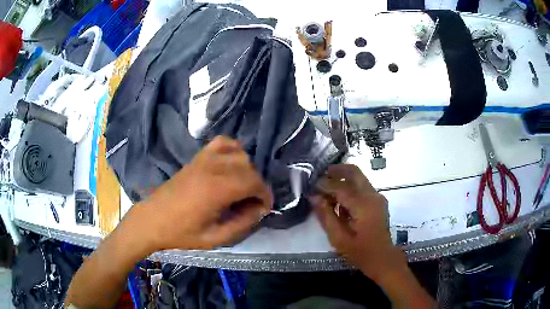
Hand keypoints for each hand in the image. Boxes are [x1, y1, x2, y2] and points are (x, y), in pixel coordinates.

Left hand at [140, 136, 271, 250]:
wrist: (153, 219)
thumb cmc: (182, 233)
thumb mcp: (215, 238)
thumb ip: (242, 223)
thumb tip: (260, 210)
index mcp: (217, 190)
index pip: (254, 182)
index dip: (265, 195)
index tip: (265, 208)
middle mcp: (213, 168)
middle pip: (249, 167)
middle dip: (257, 185)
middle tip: (252, 203)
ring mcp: (204, 159)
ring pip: (239, 153)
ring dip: (247, 169)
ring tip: (242, 187)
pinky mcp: (197, 157)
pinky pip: (221, 143)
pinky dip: (233, 149)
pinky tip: (231, 164)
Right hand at [309, 164, 404, 280]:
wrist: (383, 258)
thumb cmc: (360, 252)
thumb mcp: (339, 238)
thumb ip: (326, 216)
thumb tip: (314, 197)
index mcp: (363, 205)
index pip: (341, 187)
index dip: (325, 184)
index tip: (311, 186)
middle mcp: (372, 196)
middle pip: (354, 172)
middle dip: (337, 170)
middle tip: (320, 175)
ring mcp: (377, 197)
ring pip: (359, 178)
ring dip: (343, 178)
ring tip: (326, 188)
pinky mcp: (378, 201)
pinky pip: (362, 187)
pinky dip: (349, 187)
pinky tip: (339, 200)